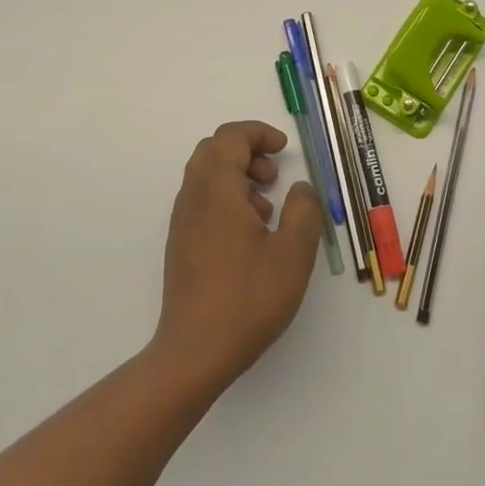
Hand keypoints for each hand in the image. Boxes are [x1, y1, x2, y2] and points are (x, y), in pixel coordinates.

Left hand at [153, 120, 323, 389]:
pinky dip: (227, 199)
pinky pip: (202, 201)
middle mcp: (193, 198)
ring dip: (237, 176)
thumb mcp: (292, 253)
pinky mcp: (181, 244)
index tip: (284, 149)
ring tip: (267, 210)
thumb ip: (303, 211)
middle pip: (214, 150)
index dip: (259, 133)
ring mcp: (182, 222)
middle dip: (247, 151)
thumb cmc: (247, 299)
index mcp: (216, 190)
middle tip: (274, 176)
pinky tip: (250, 235)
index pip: (230, 137)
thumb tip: (300, 188)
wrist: (194, 352)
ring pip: (206, 176)